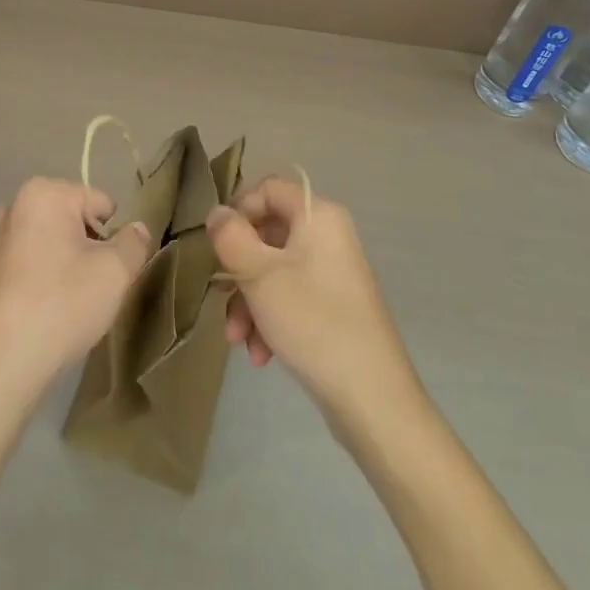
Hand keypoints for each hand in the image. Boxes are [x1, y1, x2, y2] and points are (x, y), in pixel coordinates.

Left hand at [0, 178, 152, 408]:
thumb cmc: (59, 307)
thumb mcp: (115, 274)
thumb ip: (133, 244)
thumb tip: (137, 229)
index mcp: (43, 194)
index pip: (99, 202)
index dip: (114, 235)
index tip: (112, 271)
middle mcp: (11, 208)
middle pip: (70, 222)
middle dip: (87, 250)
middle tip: (92, 290)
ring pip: (46, 247)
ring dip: (62, 268)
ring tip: (67, 307)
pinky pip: (23, 270)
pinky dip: (37, 285)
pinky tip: (41, 318)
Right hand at [207, 179, 420, 426]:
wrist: (373, 400)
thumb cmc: (313, 322)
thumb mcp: (259, 275)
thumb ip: (230, 236)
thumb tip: (217, 213)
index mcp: (318, 216)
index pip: (268, 189)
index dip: (239, 210)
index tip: (219, 244)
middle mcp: (329, 236)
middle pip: (267, 234)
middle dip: (239, 272)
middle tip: (223, 301)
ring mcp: (333, 273)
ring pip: (274, 270)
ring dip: (249, 302)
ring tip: (240, 341)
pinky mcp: (335, 307)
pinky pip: (291, 297)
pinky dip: (270, 319)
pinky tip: (261, 354)